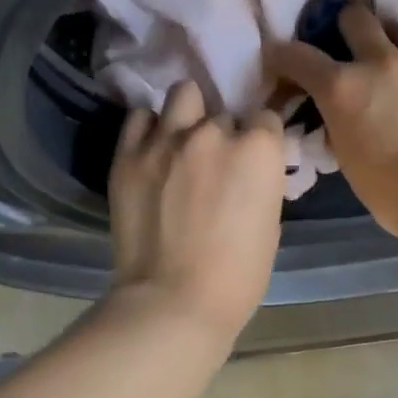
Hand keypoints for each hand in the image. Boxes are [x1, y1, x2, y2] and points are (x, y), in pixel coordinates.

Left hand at [107, 80, 287, 338]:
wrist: (173, 301)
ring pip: (182, 96)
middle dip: (222, 135)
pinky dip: (149, 129)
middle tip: (213, 165)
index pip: (265, 119)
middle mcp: (212, 132)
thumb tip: (247, 173)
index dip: (260, 141)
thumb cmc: (237, 276)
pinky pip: (139, 118)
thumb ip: (260, 183)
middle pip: (223, 114)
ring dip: (187, 115)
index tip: (252, 161)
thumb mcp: (270, 224)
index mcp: (257, 149)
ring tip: (181, 142)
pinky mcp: (127, 155)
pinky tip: (152, 151)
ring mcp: (165, 140)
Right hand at [268, 5, 397, 246]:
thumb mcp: (347, 159)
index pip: (299, 56)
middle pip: (357, 17)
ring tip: (397, 59)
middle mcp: (381, 64)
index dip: (283, 55)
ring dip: (396, 38)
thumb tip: (339, 117)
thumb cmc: (390, 191)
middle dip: (346, 27)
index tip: (280, 59)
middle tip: (348, 46)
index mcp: (343, 88)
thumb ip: (338, 126)